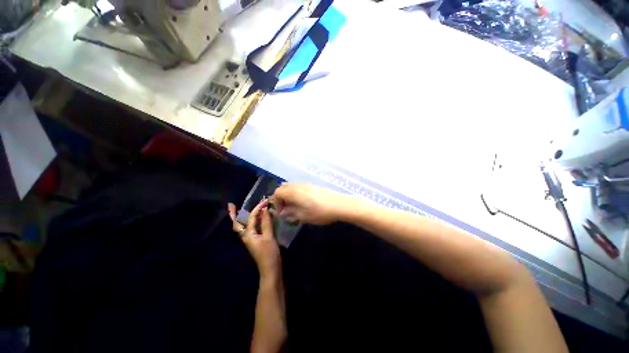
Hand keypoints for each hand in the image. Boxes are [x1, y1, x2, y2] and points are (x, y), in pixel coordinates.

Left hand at [228, 200, 280, 277]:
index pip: (251, 218)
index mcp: (248, 235)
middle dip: (233, 215)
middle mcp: (246, 236)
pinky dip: (250, 222)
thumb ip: (266, 223)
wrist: (270, 270)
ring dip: (240, 217)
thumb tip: (265, 209)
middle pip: (237, 224)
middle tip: (231, 205)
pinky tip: (255, 219)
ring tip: (239, 209)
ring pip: (242, 226)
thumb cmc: (269, 254)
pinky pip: (250, 228)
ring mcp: (250, 239)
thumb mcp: (269, 237)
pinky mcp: (255, 241)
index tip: (265, 201)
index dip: (258, 208)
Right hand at [272, 183, 352, 225]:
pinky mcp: (313, 186)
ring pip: (292, 186)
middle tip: (286, 208)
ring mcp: (307, 184)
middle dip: (281, 197)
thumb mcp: (303, 216)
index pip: (277, 192)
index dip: (276, 202)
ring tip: (294, 206)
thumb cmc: (320, 212)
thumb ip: (290, 212)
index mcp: (293, 192)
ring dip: (289, 195)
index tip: (281, 212)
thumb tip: (283, 211)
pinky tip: (304, 203)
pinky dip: (296, 193)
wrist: (339, 205)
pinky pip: (299, 187)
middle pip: (284, 187)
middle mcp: (299, 185)